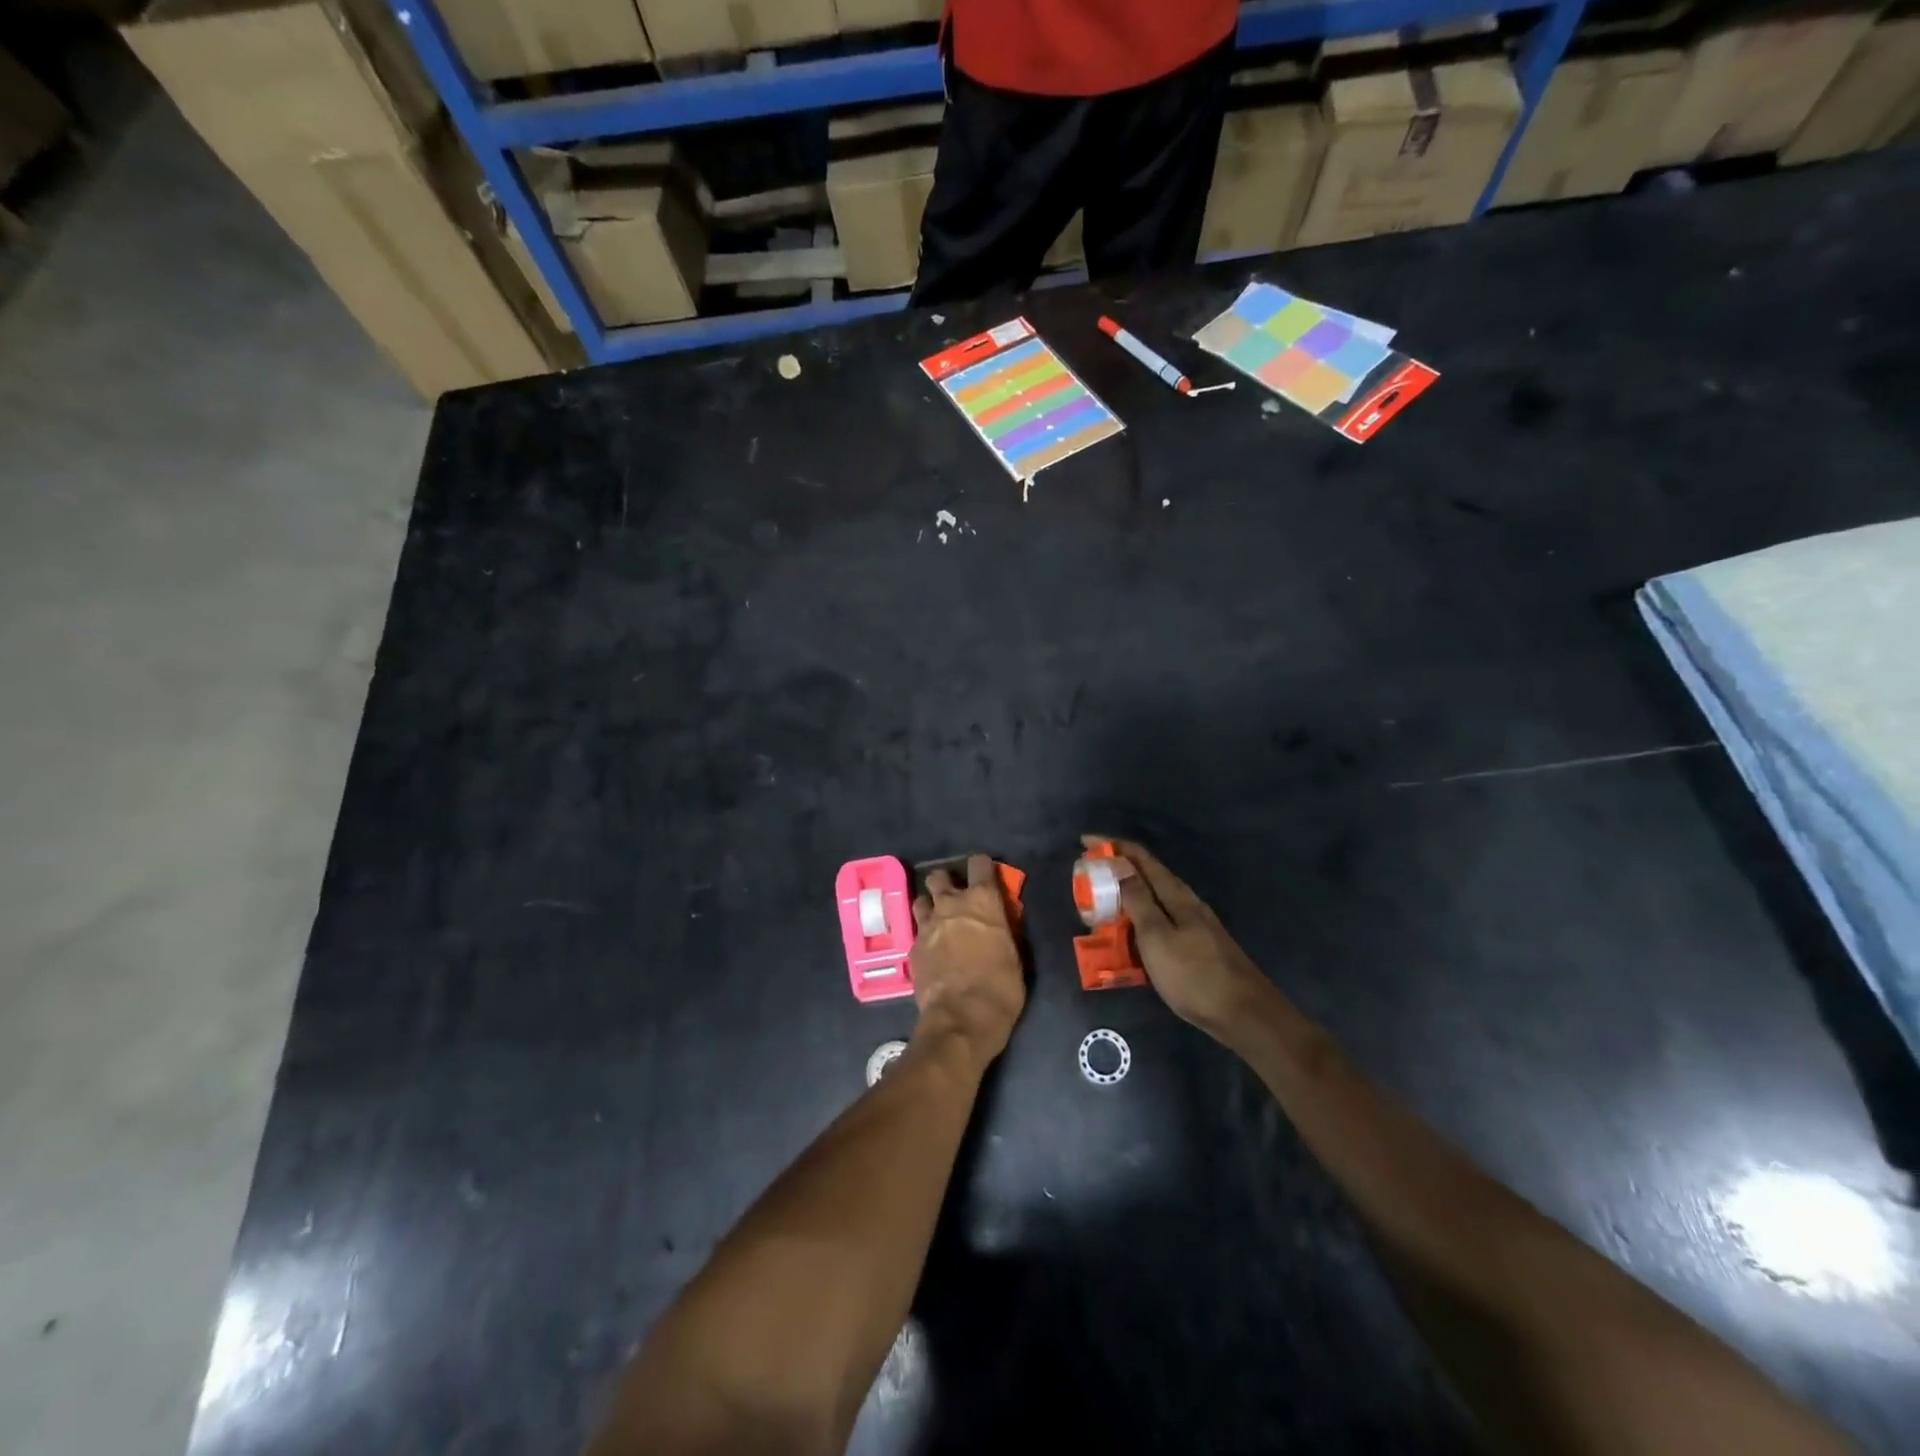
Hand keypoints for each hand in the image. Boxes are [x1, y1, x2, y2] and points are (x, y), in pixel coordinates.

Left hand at [909, 854, 1026, 1065]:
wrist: (962, 1017)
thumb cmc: (1000, 987)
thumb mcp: (1013, 954)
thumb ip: (1002, 929)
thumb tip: (998, 924)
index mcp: (982, 901)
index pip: (979, 863)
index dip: (982, 867)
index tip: (985, 875)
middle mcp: (951, 904)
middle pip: (939, 876)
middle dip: (946, 882)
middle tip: (955, 898)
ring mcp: (928, 924)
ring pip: (921, 899)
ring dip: (930, 905)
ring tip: (938, 920)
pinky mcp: (913, 946)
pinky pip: (917, 930)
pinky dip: (924, 934)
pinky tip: (931, 948)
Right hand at [1087, 836, 1270, 1040]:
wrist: (1244, 1014)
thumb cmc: (1194, 975)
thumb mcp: (1157, 938)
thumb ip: (1138, 901)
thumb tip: (1120, 865)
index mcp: (1176, 895)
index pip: (1140, 858)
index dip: (1112, 846)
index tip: (1085, 842)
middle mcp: (1186, 902)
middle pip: (1147, 875)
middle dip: (1116, 871)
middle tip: (1088, 879)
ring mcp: (1194, 924)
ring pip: (1154, 900)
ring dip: (1126, 897)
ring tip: (1101, 906)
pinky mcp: (1196, 945)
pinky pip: (1160, 922)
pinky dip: (1139, 920)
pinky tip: (1130, 937)